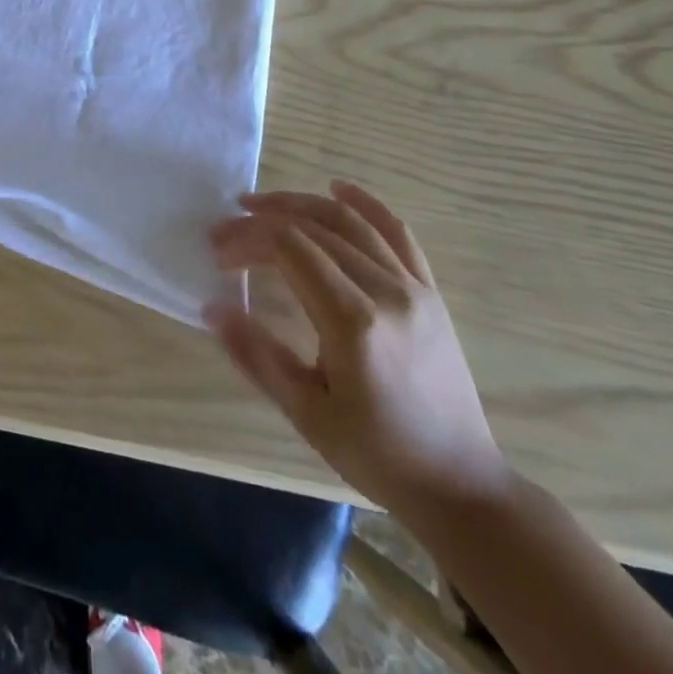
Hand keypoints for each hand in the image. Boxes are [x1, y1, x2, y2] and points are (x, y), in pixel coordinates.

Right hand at [206, 183, 509, 516]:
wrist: (460, 485)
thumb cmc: (377, 455)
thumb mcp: (306, 414)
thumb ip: (257, 356)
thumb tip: (211, 307)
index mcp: (353, 321)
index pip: (289, 249)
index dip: (247, 238)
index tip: (217, 251)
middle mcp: (386, 291)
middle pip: (314, 229)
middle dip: (263, 221)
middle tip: (226, 227)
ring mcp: (413, 287)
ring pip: (350, 223)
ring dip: (302, 204)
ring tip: (262, 204)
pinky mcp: (429, 292)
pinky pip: (397, 233)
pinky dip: (365, 204)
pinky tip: (339, 188)